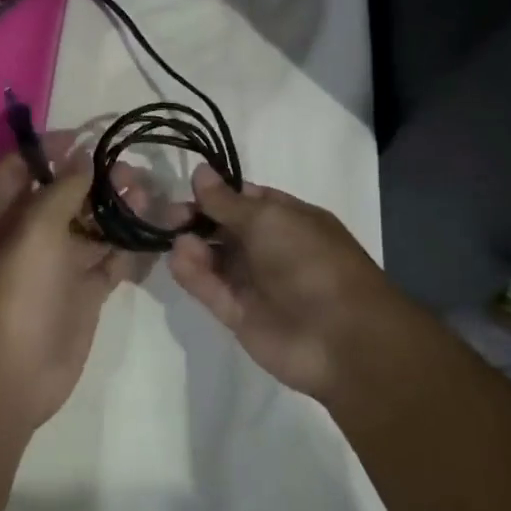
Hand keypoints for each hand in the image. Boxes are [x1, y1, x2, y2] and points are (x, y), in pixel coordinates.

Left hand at [0, 133, 152, 431]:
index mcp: (8, 214)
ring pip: (93, 226)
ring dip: (118, 210)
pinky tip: (152, 237)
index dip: (43, 148)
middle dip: (95, 179)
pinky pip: (111, 262)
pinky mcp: (84, 293)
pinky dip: (130, 249)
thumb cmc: (17, 290)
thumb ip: (61, 189)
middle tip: (130, 171)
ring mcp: (60, 265)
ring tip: (147, 198)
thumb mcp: (34, 228)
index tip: (83, 138)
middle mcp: (33, 234)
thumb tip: (82, 154)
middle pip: (64, 194)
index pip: (17, 167)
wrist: (14, 372)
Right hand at [168, 164, 404, 401]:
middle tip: (170, 216)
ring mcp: (255, 283)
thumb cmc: (310, 261)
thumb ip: (227, 201)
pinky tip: (178, 259)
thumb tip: (200, 172)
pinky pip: (210, 289)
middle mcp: (271, 248)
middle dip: (197, 218)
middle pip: (224, 228)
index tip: (187, 188)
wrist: (340, 337)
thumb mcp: (268, 219)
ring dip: (193, 246)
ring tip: (176, 240)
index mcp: (288, 219)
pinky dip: (192, 274)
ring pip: (214, 259)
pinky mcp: (239, 314)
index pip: (246, 199)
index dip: (217, 192)